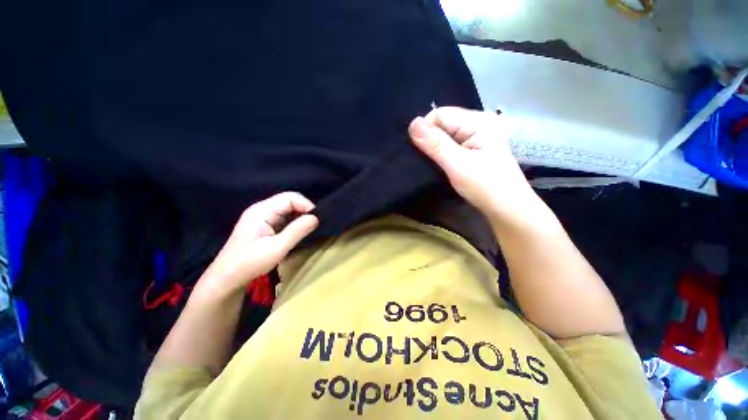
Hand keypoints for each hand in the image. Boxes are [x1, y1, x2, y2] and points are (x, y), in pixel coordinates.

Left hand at [196, 192, 318, 299]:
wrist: (226, 279)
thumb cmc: (250, 263)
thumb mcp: (277, 248)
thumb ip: (297, 231)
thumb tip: (316, 218)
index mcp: (262, 210)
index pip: (290, 197)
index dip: (306, 205)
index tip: (316, 220)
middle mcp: (262, 209)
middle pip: (289, 201)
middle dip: (304, 211)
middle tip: (314, 226)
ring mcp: (262, 217)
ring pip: (287, 210)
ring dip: (299, 218)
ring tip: (308, 230)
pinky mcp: (264, 225)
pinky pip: (283, 218)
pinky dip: (293, 224)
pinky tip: (298, 233)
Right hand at [409, 107, 539, 225]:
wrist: (508, 210)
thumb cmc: (486, 187)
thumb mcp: (458, 165)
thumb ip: (435, 144)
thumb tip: (412, 124)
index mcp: (478, 121)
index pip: (440, 114)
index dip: (425, 130)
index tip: (419, 152)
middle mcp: (477, 124)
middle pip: (442, 124)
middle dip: (429, 140)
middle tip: (424, 161)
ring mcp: (475, 138)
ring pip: (444, 136)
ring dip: (433, 149)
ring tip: (429, 164)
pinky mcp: (472, 151)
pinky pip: (449, 146)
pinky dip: (440, 155)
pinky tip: (438, 165)